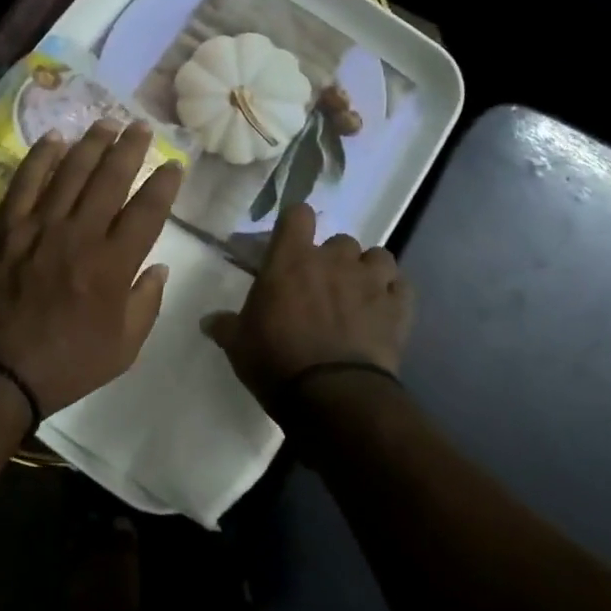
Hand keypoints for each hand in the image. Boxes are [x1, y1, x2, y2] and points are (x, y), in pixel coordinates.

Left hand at [0, 120, 183, 416]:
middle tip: (140, 126)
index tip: (174, 164)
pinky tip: (54, 138)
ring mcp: (38, 227)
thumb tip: (160, 266)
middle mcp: (79, 235)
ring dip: (91, 143)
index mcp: (113, 265)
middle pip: (110, 178)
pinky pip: (25, 182)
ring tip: (106, 122)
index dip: (164, 183)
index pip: (147, 210)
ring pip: (70, 172)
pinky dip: (40, 157)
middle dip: (129, 148)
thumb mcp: (124, 349)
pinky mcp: (5, 228)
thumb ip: (147, 303)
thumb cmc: (66, 365)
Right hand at [203, 203, 412, 408]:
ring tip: (359, 295)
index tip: (291, 242)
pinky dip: (393, 295)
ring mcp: (371, 281)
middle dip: (332, 259)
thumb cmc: (276, 361)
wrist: (333, 396)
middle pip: (339, 240)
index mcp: (291, 260)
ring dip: (368, 271)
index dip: (296, 224)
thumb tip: (208, 321)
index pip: (298, 214)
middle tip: (321, 286)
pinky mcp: (399, 308)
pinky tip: (384, 312)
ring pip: (377, 257)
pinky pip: (401, 287)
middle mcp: (333, 260)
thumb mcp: (238, 345)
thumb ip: (225, 326)